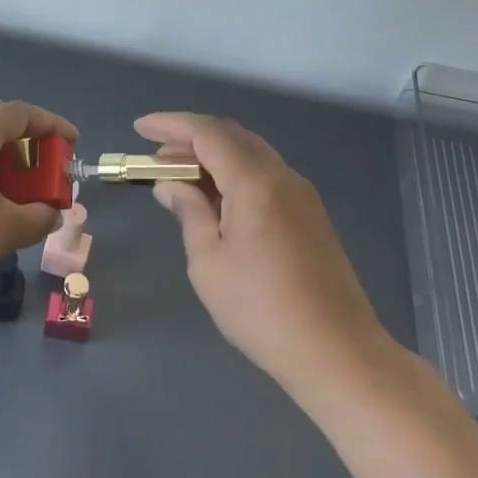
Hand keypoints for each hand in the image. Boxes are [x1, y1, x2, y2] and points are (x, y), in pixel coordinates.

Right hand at [135, 112, 394, 405]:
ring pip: (250, 154)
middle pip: (231, 136)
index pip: (207, 132)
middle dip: (190, 139)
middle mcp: (282, 176)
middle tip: (156, 158)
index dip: (170, 124)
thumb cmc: (262, 309)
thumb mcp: (209, 262)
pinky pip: (265, 175)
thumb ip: (189, 212)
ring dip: (213, 156)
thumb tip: (172, 185)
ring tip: (181, 178)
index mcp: (255, 181)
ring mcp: (302, 194)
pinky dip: (235, 174)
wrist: (338, 352)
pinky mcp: (311, 215)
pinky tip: (217, 200)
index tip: (140, 128)